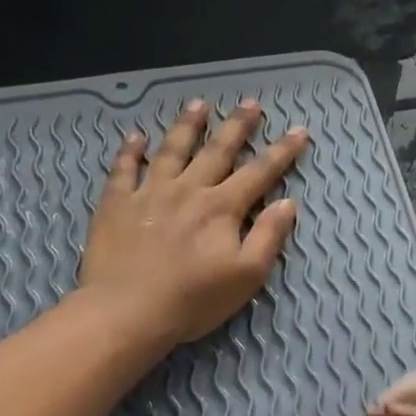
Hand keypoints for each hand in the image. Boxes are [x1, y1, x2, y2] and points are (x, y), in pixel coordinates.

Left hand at [80, 99, 308, 346]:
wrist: (127, 311)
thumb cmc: (193, 300)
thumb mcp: (246, 276)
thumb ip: (268, 237)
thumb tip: (287, 203)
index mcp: (222, 208)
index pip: (259, 173)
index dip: (282, 152)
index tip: (299, 131)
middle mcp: (188, 190)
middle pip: (217, 151)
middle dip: (237, 127)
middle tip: (250, 103)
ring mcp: (149, 193)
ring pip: (172, 150)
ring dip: (188, 126)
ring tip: (199, 105)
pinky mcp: (116, 204)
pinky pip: (124, 169)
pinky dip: (130, 152)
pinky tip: (135, 137)